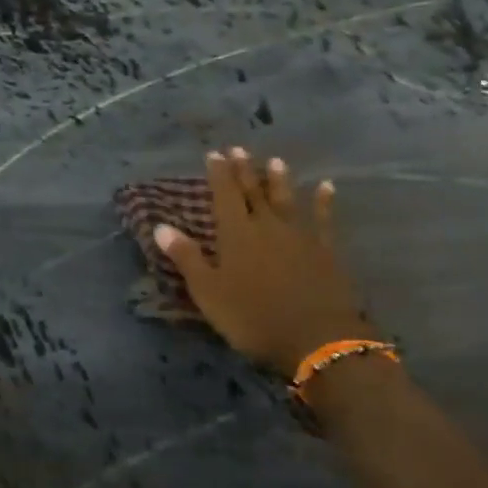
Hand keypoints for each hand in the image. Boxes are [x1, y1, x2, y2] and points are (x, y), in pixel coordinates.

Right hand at [155, 149, 366, 376]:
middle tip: (239, 149)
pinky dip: (324, 202)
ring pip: (287, 200)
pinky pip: (324, 219)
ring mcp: (300, 236)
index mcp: (236, 234)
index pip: (225, 196)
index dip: (219, 174)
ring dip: (279, 180)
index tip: (215, 154)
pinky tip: (326, 187)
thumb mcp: (209, 292)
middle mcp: (267, 226)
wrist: (317, 338)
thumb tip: (161, 226)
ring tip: (275, 161)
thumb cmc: (253, 317)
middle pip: (254, 192)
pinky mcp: (326, 251)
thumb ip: (187, 258)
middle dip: (244, 170)